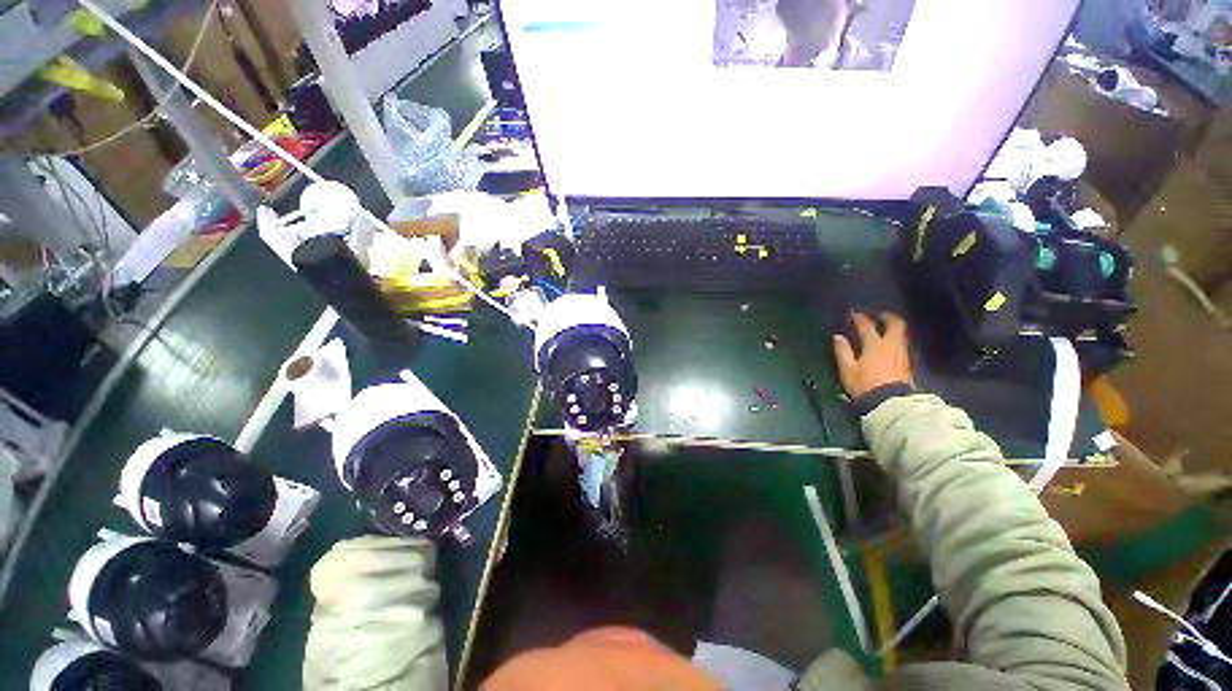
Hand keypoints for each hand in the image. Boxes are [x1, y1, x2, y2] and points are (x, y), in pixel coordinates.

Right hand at [832, 312, 913, 398]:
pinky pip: (902, 342)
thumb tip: (837, 336)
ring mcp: (901, 353)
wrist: (891, 403)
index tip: (852, 314)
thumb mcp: (848, 370)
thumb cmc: (865, 385)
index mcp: (875, 345)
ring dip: (892, 326)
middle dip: (885, 316)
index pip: (866, 325)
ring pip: (901, 333)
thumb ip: (842, 351)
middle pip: (895, 324)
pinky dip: (895, 337)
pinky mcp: (906, 362)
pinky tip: (889, 342)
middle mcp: (891, 345)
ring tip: (883, 326)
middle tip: (876, 314)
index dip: (859, 318)